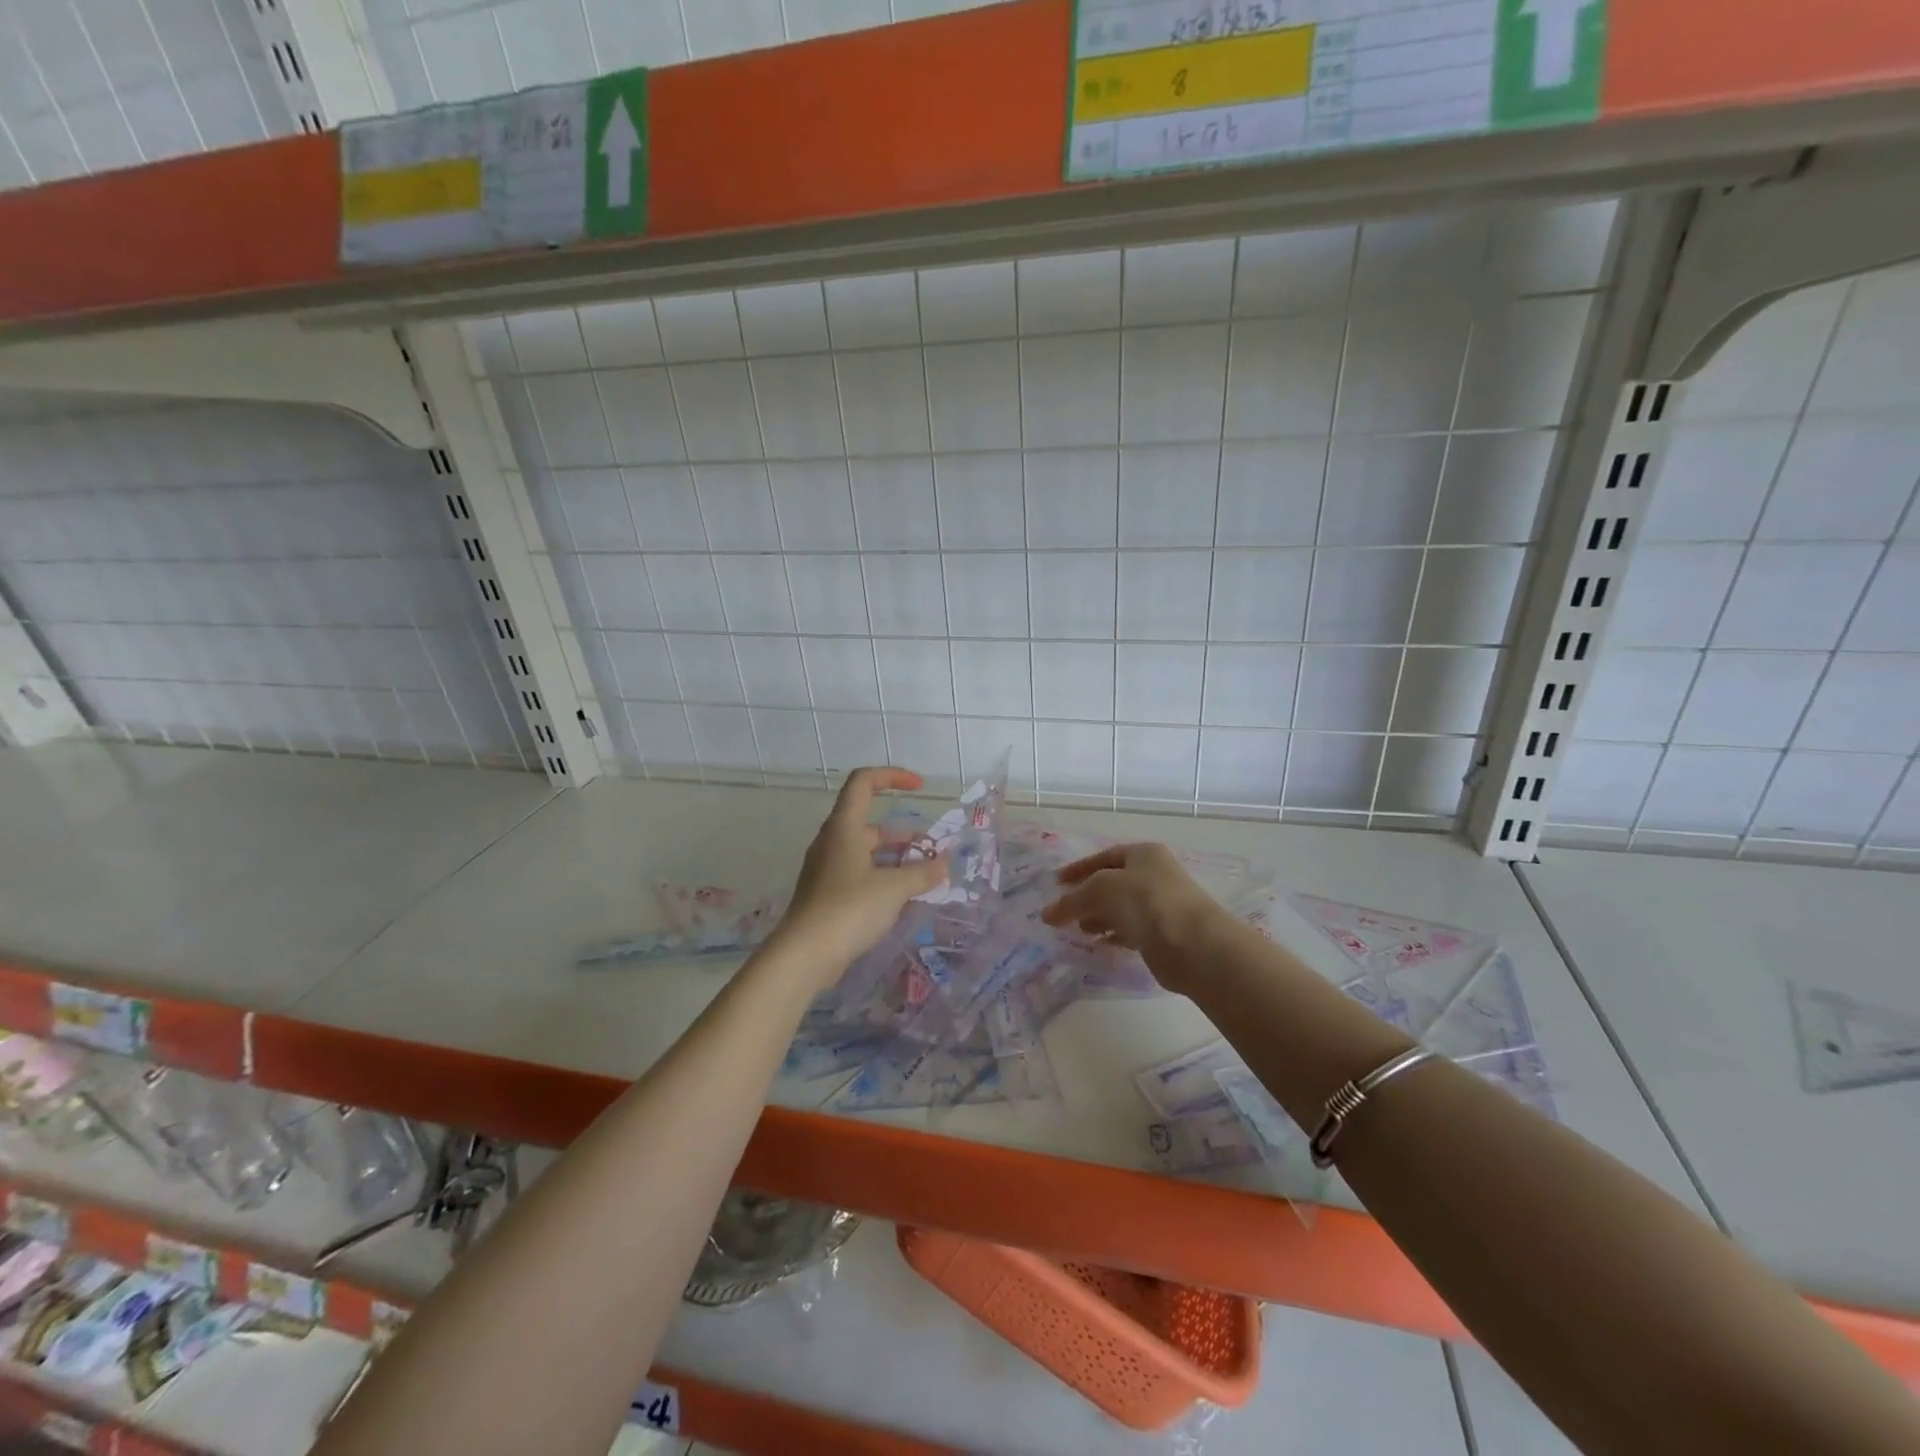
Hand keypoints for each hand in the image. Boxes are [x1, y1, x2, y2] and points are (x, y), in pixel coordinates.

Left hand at [775, 766, 945, 980]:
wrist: (804, 955)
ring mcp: (827, 869)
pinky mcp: (827, 895)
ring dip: (896, 860)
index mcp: (844, 827)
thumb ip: (922, 873)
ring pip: (867, 853)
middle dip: (905, 836)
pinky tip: (902, 900)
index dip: (892, 776)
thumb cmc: (849, 909)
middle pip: (870, 824)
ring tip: (925, 879)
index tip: (920, 787)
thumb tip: (944, 863)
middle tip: (932, 854)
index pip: (863, 782)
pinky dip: (883, 879)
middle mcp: (832, 842)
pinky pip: (860, 875)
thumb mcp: (893, 888)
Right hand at [1041, 843, 1222, 994]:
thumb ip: (1071, 900)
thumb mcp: (1100, 890)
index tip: (1056, 883)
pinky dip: (1113, 935)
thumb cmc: (1146, 901)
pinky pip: (1131, 931)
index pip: (1104, 857)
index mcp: (1143, 854)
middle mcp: (1154, 876)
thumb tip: (1046, 914)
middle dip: (1087, 896)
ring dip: (1098, 917)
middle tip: (1063, 911)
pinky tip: (1098, 944)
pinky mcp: (1163, 935)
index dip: (1079, 869)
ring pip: (1121, 909)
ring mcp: (1161, 906)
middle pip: (1113, 883)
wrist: (1194, 944)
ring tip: (1076, 930)